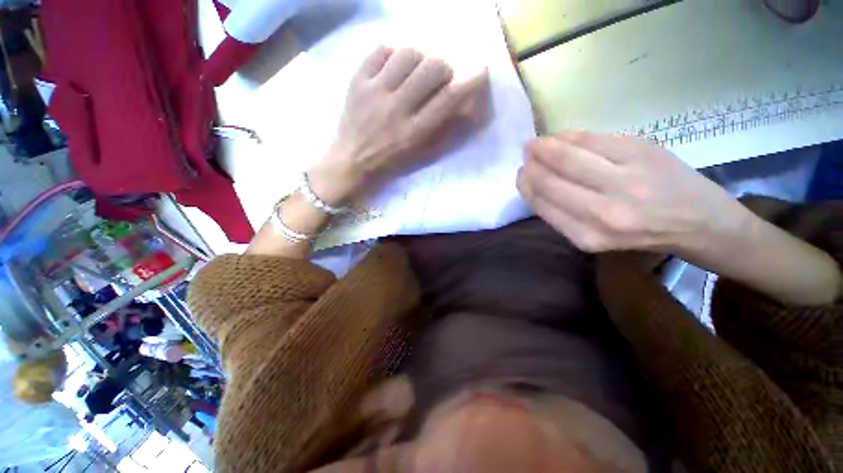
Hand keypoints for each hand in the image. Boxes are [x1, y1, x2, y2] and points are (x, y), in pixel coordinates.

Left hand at [309, 46, 487, 204]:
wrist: (351, 160)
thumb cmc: (391, 162)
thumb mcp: (421, 155)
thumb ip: (445, 133)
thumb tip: (466, 107)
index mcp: (414, 133)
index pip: (448, 99)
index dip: (470, 81)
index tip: (480, 72)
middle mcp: (396, 109)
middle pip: (431, 68)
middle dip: (443, 70)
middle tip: (438, 80)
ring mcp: (374, 92)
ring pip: (408, 53)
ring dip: (419, 60)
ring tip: (414, 74)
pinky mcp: (357, 80)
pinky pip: (381, 50)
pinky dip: (393, 55)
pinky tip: (394, 69)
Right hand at [517, 131, 750, 254]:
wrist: (700, 222)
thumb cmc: (640, 233)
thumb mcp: (593, 236)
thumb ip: (560, 214)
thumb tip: (533, 181)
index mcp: (587, 235)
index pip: (542, 203)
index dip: (526, 185)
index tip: (520, 174)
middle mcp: (603, 211)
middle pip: (550, 178)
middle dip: (531, 164)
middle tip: (525, 154)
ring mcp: (625, 180)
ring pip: (568, 156)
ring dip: (545, 146)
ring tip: (536, 144)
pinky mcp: (643, 152)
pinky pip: (593, 139)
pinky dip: (571, 135)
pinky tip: (562, 136)